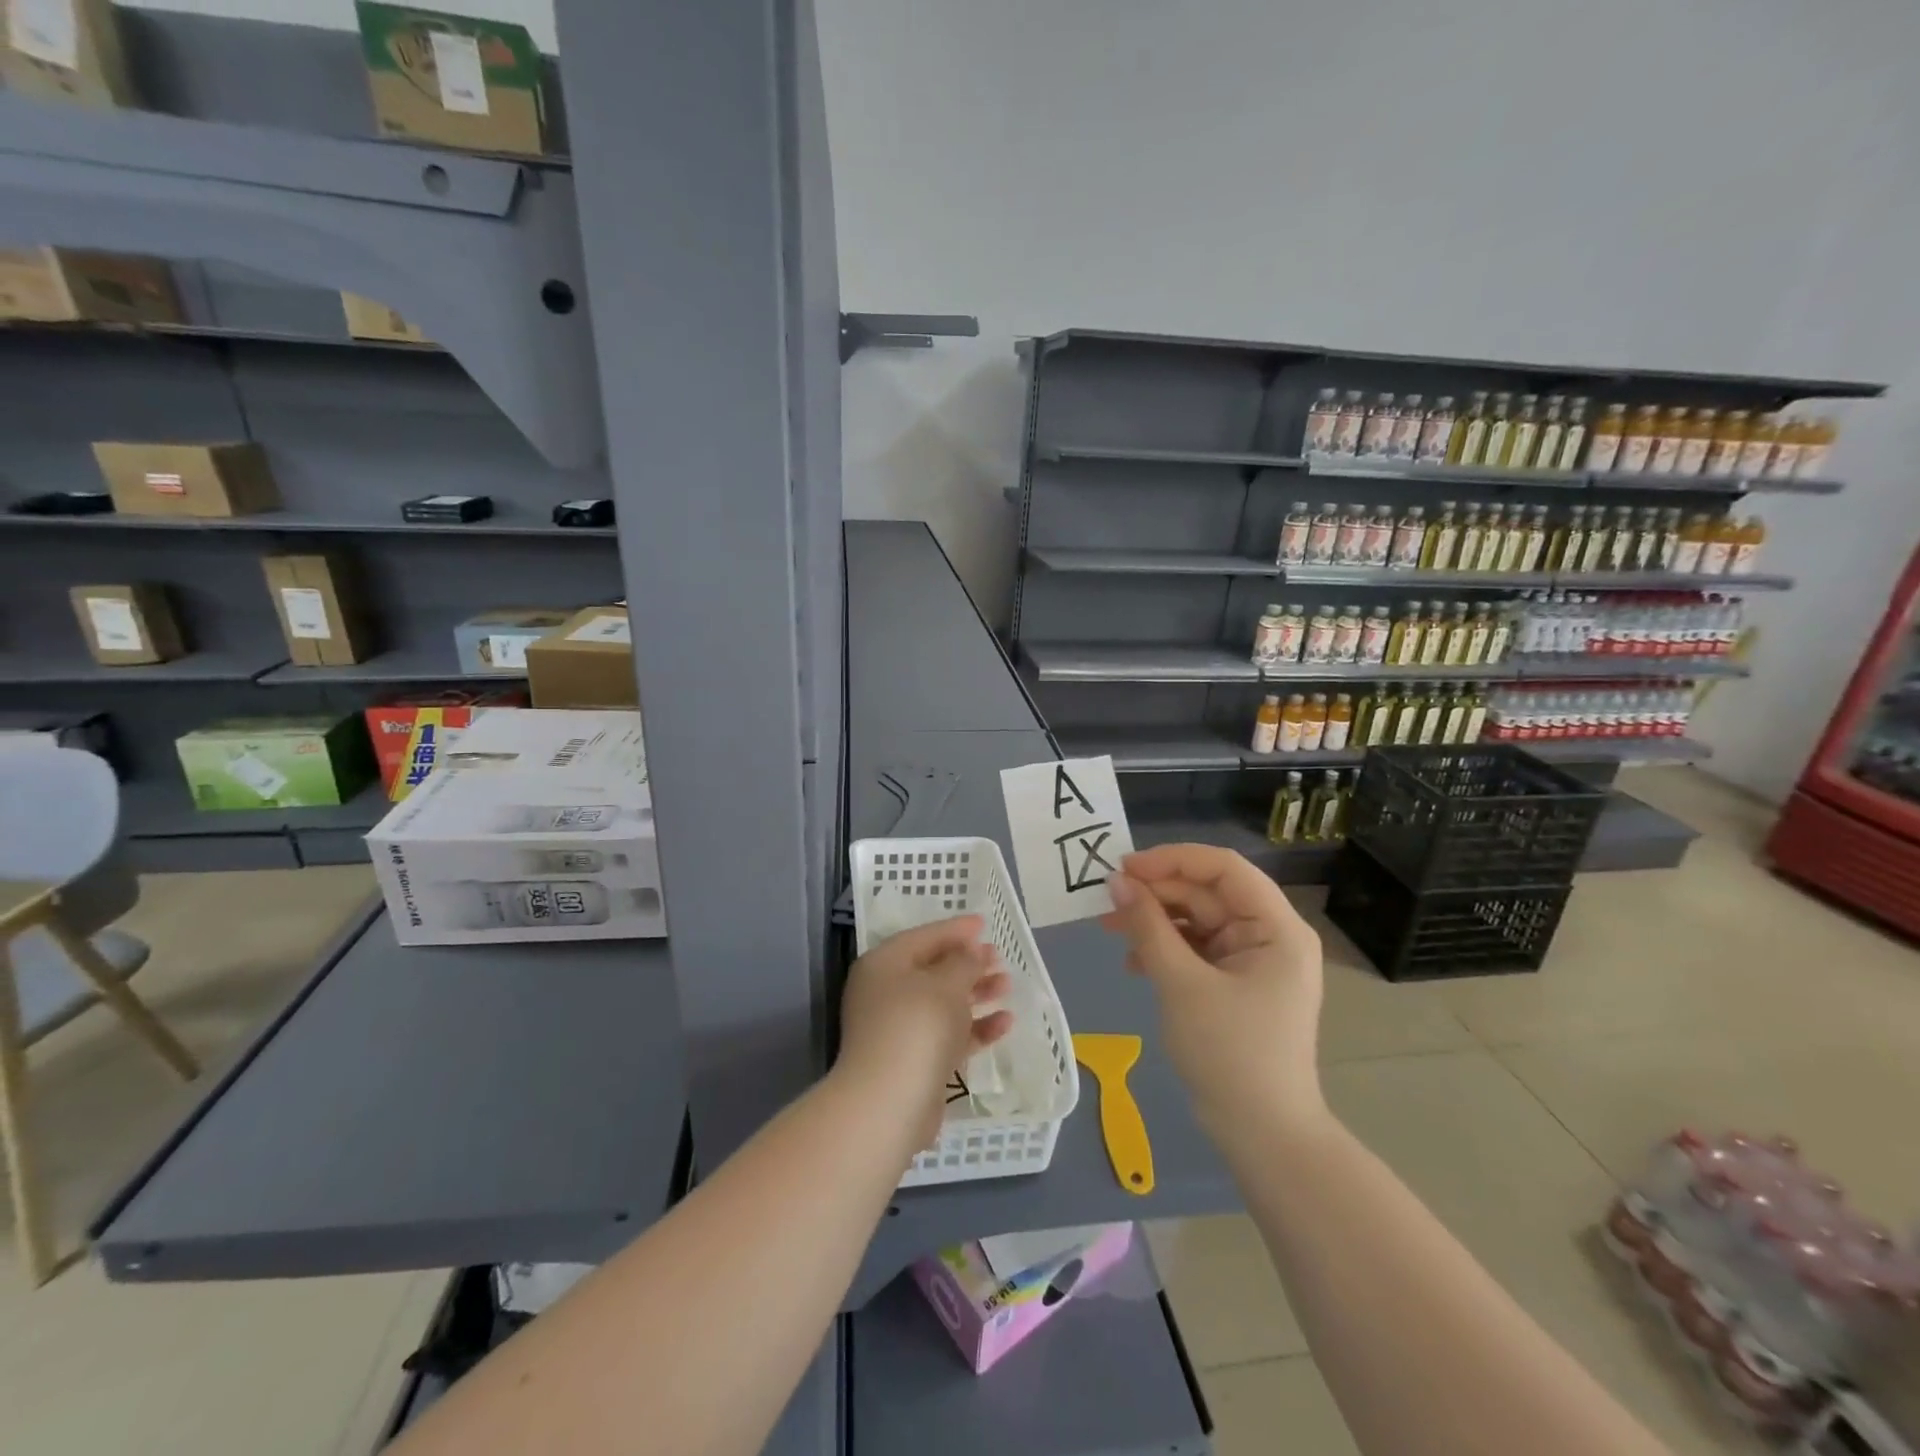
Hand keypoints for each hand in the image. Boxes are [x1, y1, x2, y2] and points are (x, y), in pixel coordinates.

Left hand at [838, 916, 1013, 1150]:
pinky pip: (949, 1034)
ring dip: (975, 993)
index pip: (924, 937)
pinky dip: (975, 1027)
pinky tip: (1005, 1022)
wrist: (890, 1102)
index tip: (984, 924)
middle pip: (933, 970)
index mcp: (884, 964)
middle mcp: (886, 993)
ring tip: (1007, 985)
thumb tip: (970, 952)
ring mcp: (899, 1029)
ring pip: (943, 1003)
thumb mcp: (946, 983)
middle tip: (999, 957)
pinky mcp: (915, 1061)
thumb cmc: (917, 1025)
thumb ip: (963, 962)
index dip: (956, 929)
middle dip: (968, 963)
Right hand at [1101, 844, 1326, 1138]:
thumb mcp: (1181, 984)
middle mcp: (1268, 935)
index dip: (1172, 860)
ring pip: (1196, 921)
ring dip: (1154, 922)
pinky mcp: (1234, 984)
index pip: (1224, 868)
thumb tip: (1116, 881)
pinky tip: (1133, 964)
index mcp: (1275, 927)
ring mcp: (1252, 961)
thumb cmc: (1230, 1053)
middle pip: (1207, 893)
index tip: (1124, 868)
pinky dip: (1164, 950)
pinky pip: (1195, 950)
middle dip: (1156, 894)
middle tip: (1106, 899)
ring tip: (1110, 929)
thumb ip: (1148, 927)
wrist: (1263, 1136)